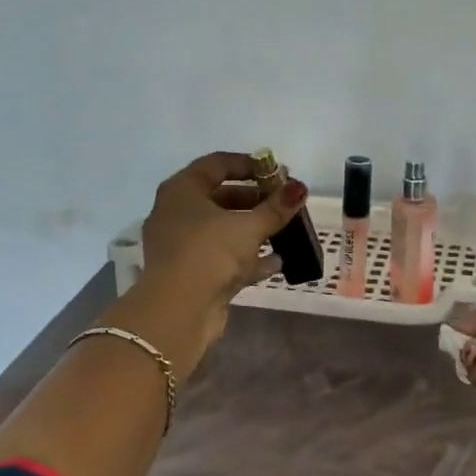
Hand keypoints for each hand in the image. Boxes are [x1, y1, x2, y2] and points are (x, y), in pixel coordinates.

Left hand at [124, 151, 305, 375]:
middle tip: (284, 201)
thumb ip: (276, 207)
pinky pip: (222, 257)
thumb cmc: (210, 253)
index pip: (217, 164)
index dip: (249, 164)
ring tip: (285, 229)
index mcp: (182, 191)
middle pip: (220, 197)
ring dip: (252, 229)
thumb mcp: (249, 227)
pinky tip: (276, 262)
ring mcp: (182, 246)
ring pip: (222, 229)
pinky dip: (247, 257)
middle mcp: (176, 213)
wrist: (178, 312)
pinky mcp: (191, 273)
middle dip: (255, 199)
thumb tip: (300, 188)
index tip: (277, 172)